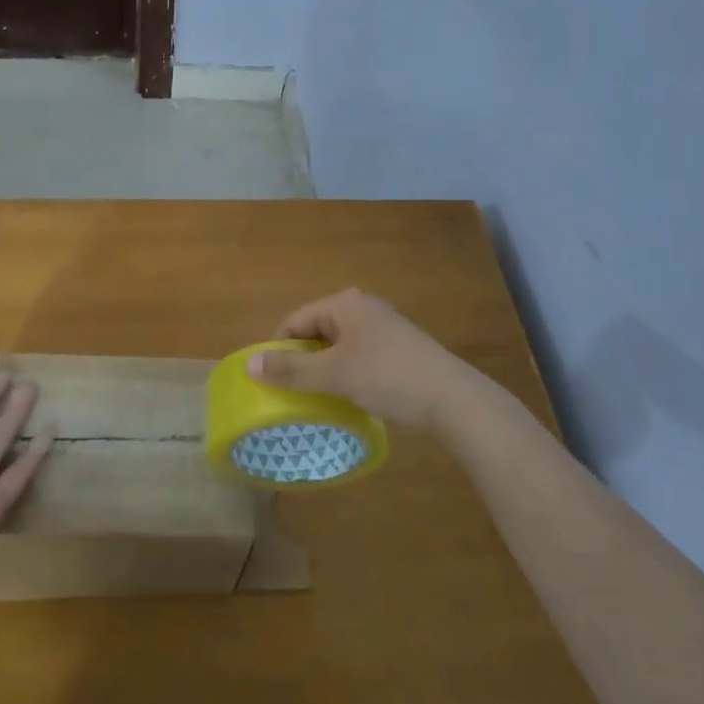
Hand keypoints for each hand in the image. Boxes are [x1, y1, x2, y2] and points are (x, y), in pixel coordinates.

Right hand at [248, 288, 475, 430]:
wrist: (453, 400)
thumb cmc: (388, 377)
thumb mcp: (334, 375)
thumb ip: (291, 369)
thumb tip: (250, 365)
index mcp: (345, 304)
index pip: (296, 320)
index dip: (279, 348)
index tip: (270, 381)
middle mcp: (363, 307)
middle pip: (317, 330)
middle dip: (302, 359)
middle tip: (292, 392)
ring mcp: (384, 327)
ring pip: (338, 345)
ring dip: (324, 369)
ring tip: (317, 398)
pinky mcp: (399, 348)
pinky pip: (359, 355)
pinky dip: (347, 373)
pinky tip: (349, 396)